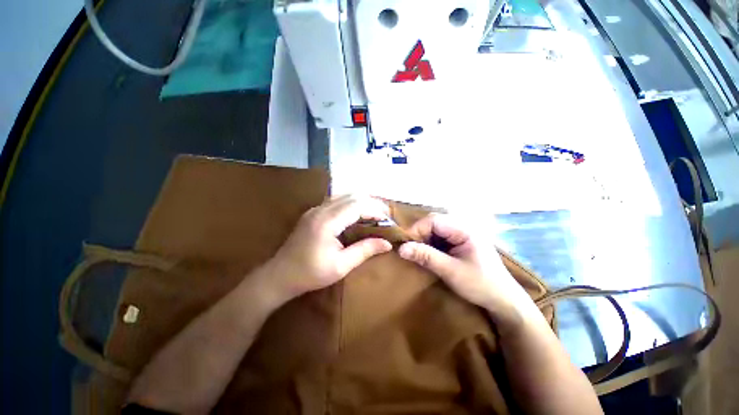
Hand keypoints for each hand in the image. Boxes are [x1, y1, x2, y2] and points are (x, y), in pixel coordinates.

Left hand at [264, 195, 392, 302]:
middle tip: (384, 215)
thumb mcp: (341, 266)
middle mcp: (320, 210)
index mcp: (327, 222)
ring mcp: (315, 209)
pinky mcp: (313, 212)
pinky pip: (336, 200)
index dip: (375, 210)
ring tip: (374, 213)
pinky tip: (357, 214)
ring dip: (361, 201)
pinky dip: (351, 203)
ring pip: (344, 195)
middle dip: (371, 203)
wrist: (279, 275)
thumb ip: (365, 250)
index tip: (388, 219)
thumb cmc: (310, 274)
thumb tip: (387, 243)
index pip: (357, 206)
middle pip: (351, 196)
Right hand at [398, 214, 539, 332]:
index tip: (405, 245)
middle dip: (419, 234)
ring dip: (424, 240)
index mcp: (465, 229)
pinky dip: (430, 244)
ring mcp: (462, 234)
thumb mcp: (450, 271)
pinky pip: (440, 237)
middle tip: (410, 250)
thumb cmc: (480, 285)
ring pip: (435, 229)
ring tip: (417, 253)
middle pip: (434, 222)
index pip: (434, 220)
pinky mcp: (460, 242)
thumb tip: (401, 248)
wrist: (504, 300)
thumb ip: (426, 257)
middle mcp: (463, 227)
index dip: (417, 230)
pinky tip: (428, 254)